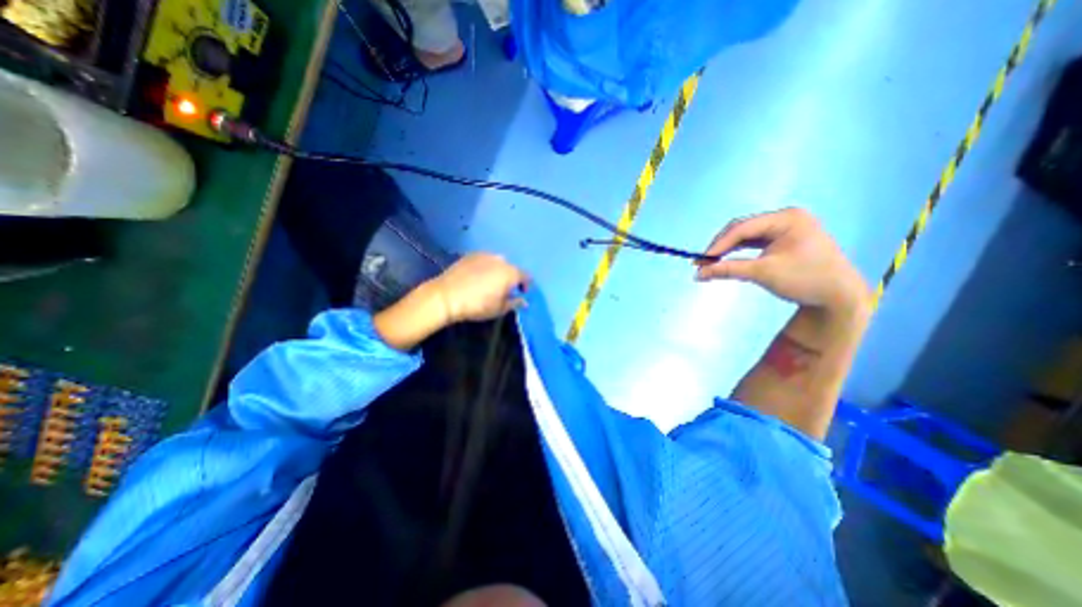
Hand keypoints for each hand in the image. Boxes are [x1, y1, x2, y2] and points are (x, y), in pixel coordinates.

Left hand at [431, 252, 531, 323]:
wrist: (447, 296)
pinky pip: (485, 260)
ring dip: (498, 271)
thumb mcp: (499, 309)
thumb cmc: (477, 305)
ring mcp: (485, 255)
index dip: (526, 285)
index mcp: (510, 273)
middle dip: (511, 278)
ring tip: (490, 282)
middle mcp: (500, 260)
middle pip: (512, 268)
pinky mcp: (471, 255)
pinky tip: (477, 277)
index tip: (521, 293)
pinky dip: (485, 267)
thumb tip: (523, 301)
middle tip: (504, 290)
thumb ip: (515, 303)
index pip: (526, 276)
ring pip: (498, 263)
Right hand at [693, 208, 867, 312]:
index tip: (700, 260)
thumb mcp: (763, 273)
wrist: (839, 297)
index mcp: (787, 218)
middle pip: (742, 229)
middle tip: (701, 263)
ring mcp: (784, 229)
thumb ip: (728, 270)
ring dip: (727, 250)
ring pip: (745, 237)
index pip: (743, 228)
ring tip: (709, 263)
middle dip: (721, 246)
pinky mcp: (782, 240)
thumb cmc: (805, 280)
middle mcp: (785, 218)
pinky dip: (738, 253)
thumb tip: (698, 274)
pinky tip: (725, 261)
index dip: (718, 244)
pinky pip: (753, 243)